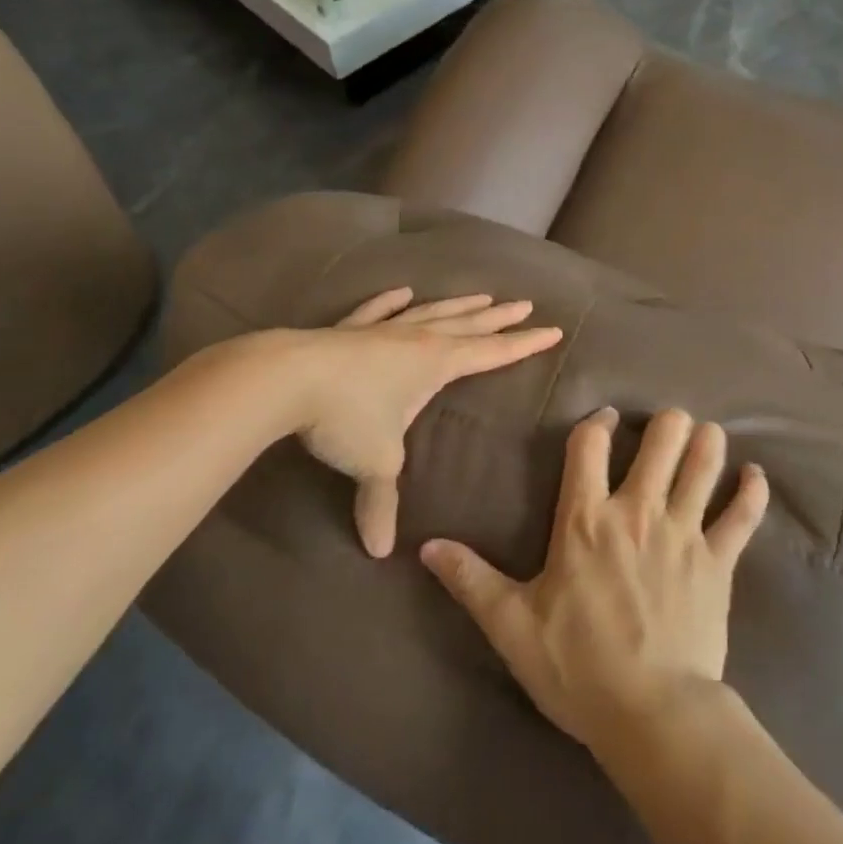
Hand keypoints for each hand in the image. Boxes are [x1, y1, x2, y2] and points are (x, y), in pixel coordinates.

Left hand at [293, 288, 563, 558]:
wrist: (289, 379)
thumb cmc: (346, 417)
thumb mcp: (374, 464)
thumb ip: (381, 504)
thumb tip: (378, 551)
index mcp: (437, 364)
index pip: (493, 353)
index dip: (524, 344)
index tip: (553, 329)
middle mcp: (418, 340)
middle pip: (469, 325)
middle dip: (500, 318)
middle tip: (525, 304)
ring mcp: (384, 330)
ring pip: (431, 312)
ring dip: (459, 304)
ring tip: (482, 295)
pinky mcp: (350, 329)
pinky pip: (378, 311)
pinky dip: (392, 302)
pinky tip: (403, 291)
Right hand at [421, 407, 768, 755]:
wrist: (651, 714)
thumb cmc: (577, 667)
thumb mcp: (512, 626)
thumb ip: (471, 580)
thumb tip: (426, 548)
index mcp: (585, 518)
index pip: (590, 444)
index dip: (598, 422)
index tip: (606, 420)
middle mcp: (637, 510)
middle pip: (661, 437)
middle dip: (666, 422)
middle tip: (665, 426)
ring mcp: (684, 531)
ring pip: (704, 462)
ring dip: (707, 442)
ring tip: (706, 437)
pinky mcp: (719, 559)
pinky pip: (743, 514)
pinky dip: (752, 491)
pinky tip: (755, 476)